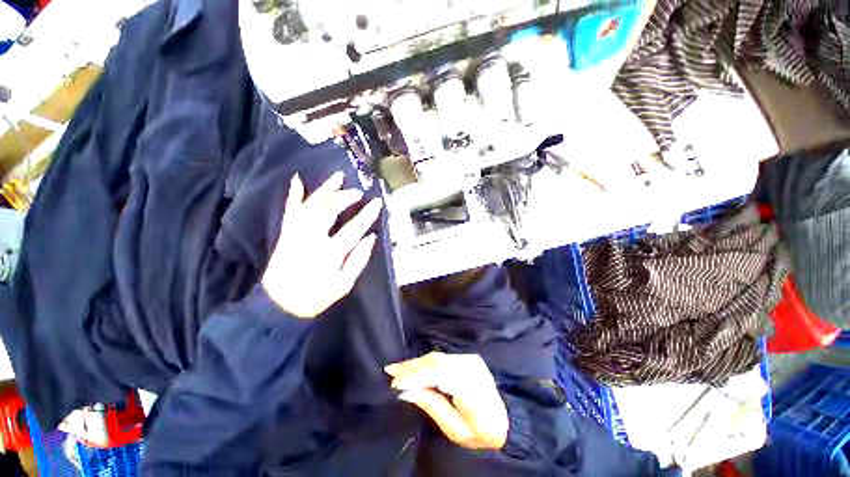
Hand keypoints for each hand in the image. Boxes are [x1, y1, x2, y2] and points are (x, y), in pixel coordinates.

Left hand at [262, 172, 381, 318]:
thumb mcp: (344, 284)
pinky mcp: (286, 233)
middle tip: (358, 192)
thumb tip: (371, 237)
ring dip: (325, 189)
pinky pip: (290, 210)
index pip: (352, 229)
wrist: (278, 305)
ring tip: (338, 176)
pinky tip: (298, 180)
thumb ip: (358, 260)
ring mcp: (296, 234)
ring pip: (310, 205)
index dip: (366, 215)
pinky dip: (294, 194)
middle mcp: (311, 239)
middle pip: (328, 210)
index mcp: (329, 254)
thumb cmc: (316, 297)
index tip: (377, 203)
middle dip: (345, 197)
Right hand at [385, 352, 508, 450]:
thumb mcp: (456, 430)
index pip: (438, 373)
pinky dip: (426, 362)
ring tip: (397, 368)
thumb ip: (432, 406)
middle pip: (436, 361)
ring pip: (437, 357)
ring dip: (416, 362)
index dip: (415, 375)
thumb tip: (406, 391)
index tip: (394, 382)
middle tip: (390, 370)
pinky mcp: (468, 357)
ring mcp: (470, 359)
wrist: (507, 420)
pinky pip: (442, 357)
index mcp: (470, 386)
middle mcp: (470, 366)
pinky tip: (414, 365)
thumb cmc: (482, 432)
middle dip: (411, 366)